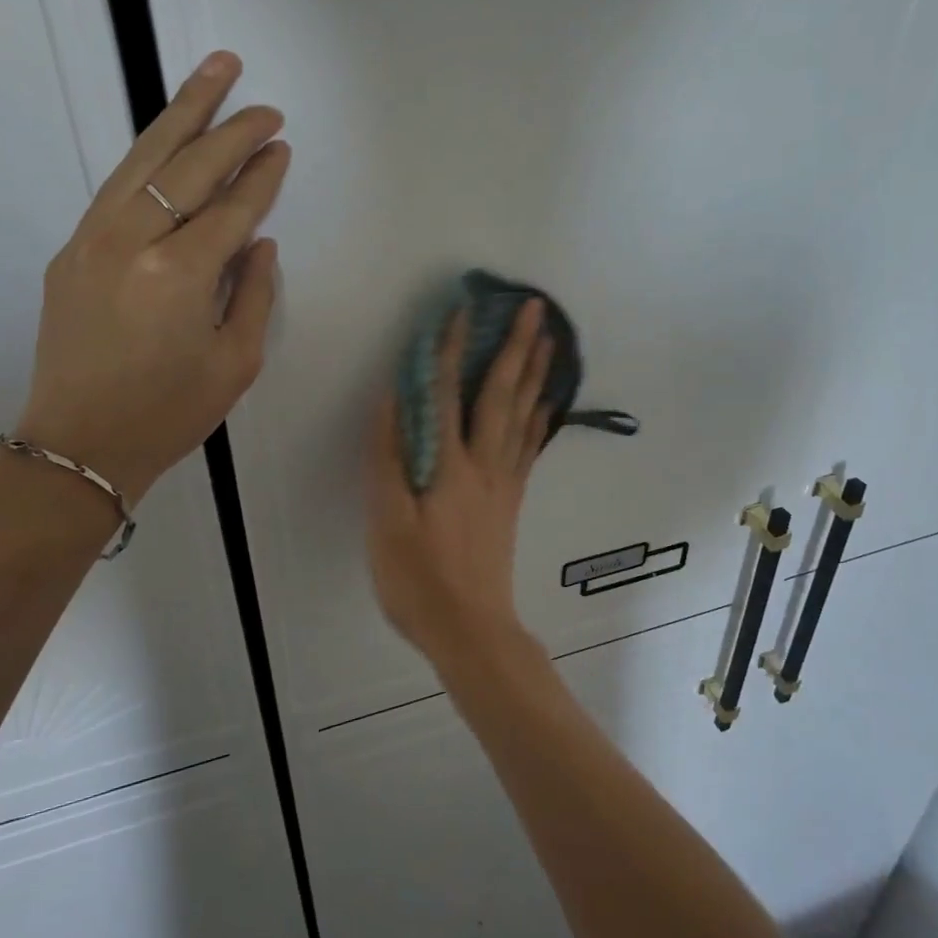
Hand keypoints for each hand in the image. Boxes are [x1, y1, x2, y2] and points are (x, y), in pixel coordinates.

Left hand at [16, 50, 287, 504]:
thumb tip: (258, 243)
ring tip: (215, 72)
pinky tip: (170, 137)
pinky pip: (118, 186)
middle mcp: (133, 241)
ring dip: (183, 112)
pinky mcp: (71, 248)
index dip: (262, 176)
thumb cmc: (170, 413)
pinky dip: (149, 154)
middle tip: (264, 103)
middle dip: (232, 129)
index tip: (282, 147)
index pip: (232, 208)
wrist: (79, 443)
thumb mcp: (236, 362)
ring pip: (144, 158)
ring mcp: (93, 238)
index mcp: (180, 275)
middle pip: (189, 166)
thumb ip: (254, 294)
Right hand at [366, 298, 554, 667]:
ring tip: (550, 341)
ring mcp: (504, 483)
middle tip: (536, 309)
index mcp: (450, 466)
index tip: (462, 307)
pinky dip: (539, 417)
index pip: (449, 394)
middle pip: (503, 395)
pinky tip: (545, 404)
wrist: (471, 630)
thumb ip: (388, 459)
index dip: (453, 348)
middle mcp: (485, 465)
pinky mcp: (511, 501)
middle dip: (517, 348)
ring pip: (524, 416)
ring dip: (535, 374)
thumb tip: (391, 401)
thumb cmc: (419, 579)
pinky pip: (530, 447)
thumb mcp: (387, 522)